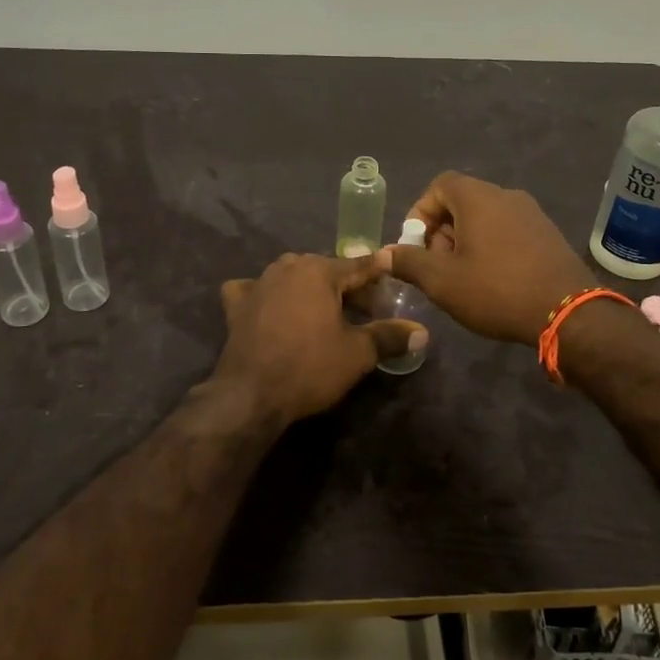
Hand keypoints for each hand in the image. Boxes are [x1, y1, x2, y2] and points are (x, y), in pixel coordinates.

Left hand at [212, 253, 426, 426]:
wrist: (251, 394)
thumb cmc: (310, 367)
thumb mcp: (357, 354)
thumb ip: (389, 336)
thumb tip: (422, 332)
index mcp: (318, 271)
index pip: (358, 266)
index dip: (378, 271)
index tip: (392, 269)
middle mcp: (287, 267)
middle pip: (326, 270)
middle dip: (346, 285)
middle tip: (365, 307)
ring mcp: (258, 284)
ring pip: (292, 276)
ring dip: (309, 288)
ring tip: (324, 309)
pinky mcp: (236, 305)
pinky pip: (254, 290)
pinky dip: (265, 294)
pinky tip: (269, 306)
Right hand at [384, 173, 593, 343]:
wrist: (568, 312)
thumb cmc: (496, 290)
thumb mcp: (442, 281)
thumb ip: (408, 263)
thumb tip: (383, 255)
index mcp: (478, 197)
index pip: (440, 185)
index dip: (421, 211)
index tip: (417, 244)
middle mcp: (506, 196)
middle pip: (462, 201)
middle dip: (442, 231)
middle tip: (437, 266)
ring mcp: (532, 214)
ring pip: (486, 218)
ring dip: (466, 242)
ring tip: (463, 278)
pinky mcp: (548, 234)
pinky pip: (509, 230)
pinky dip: (492, 247)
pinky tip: (494, 281)